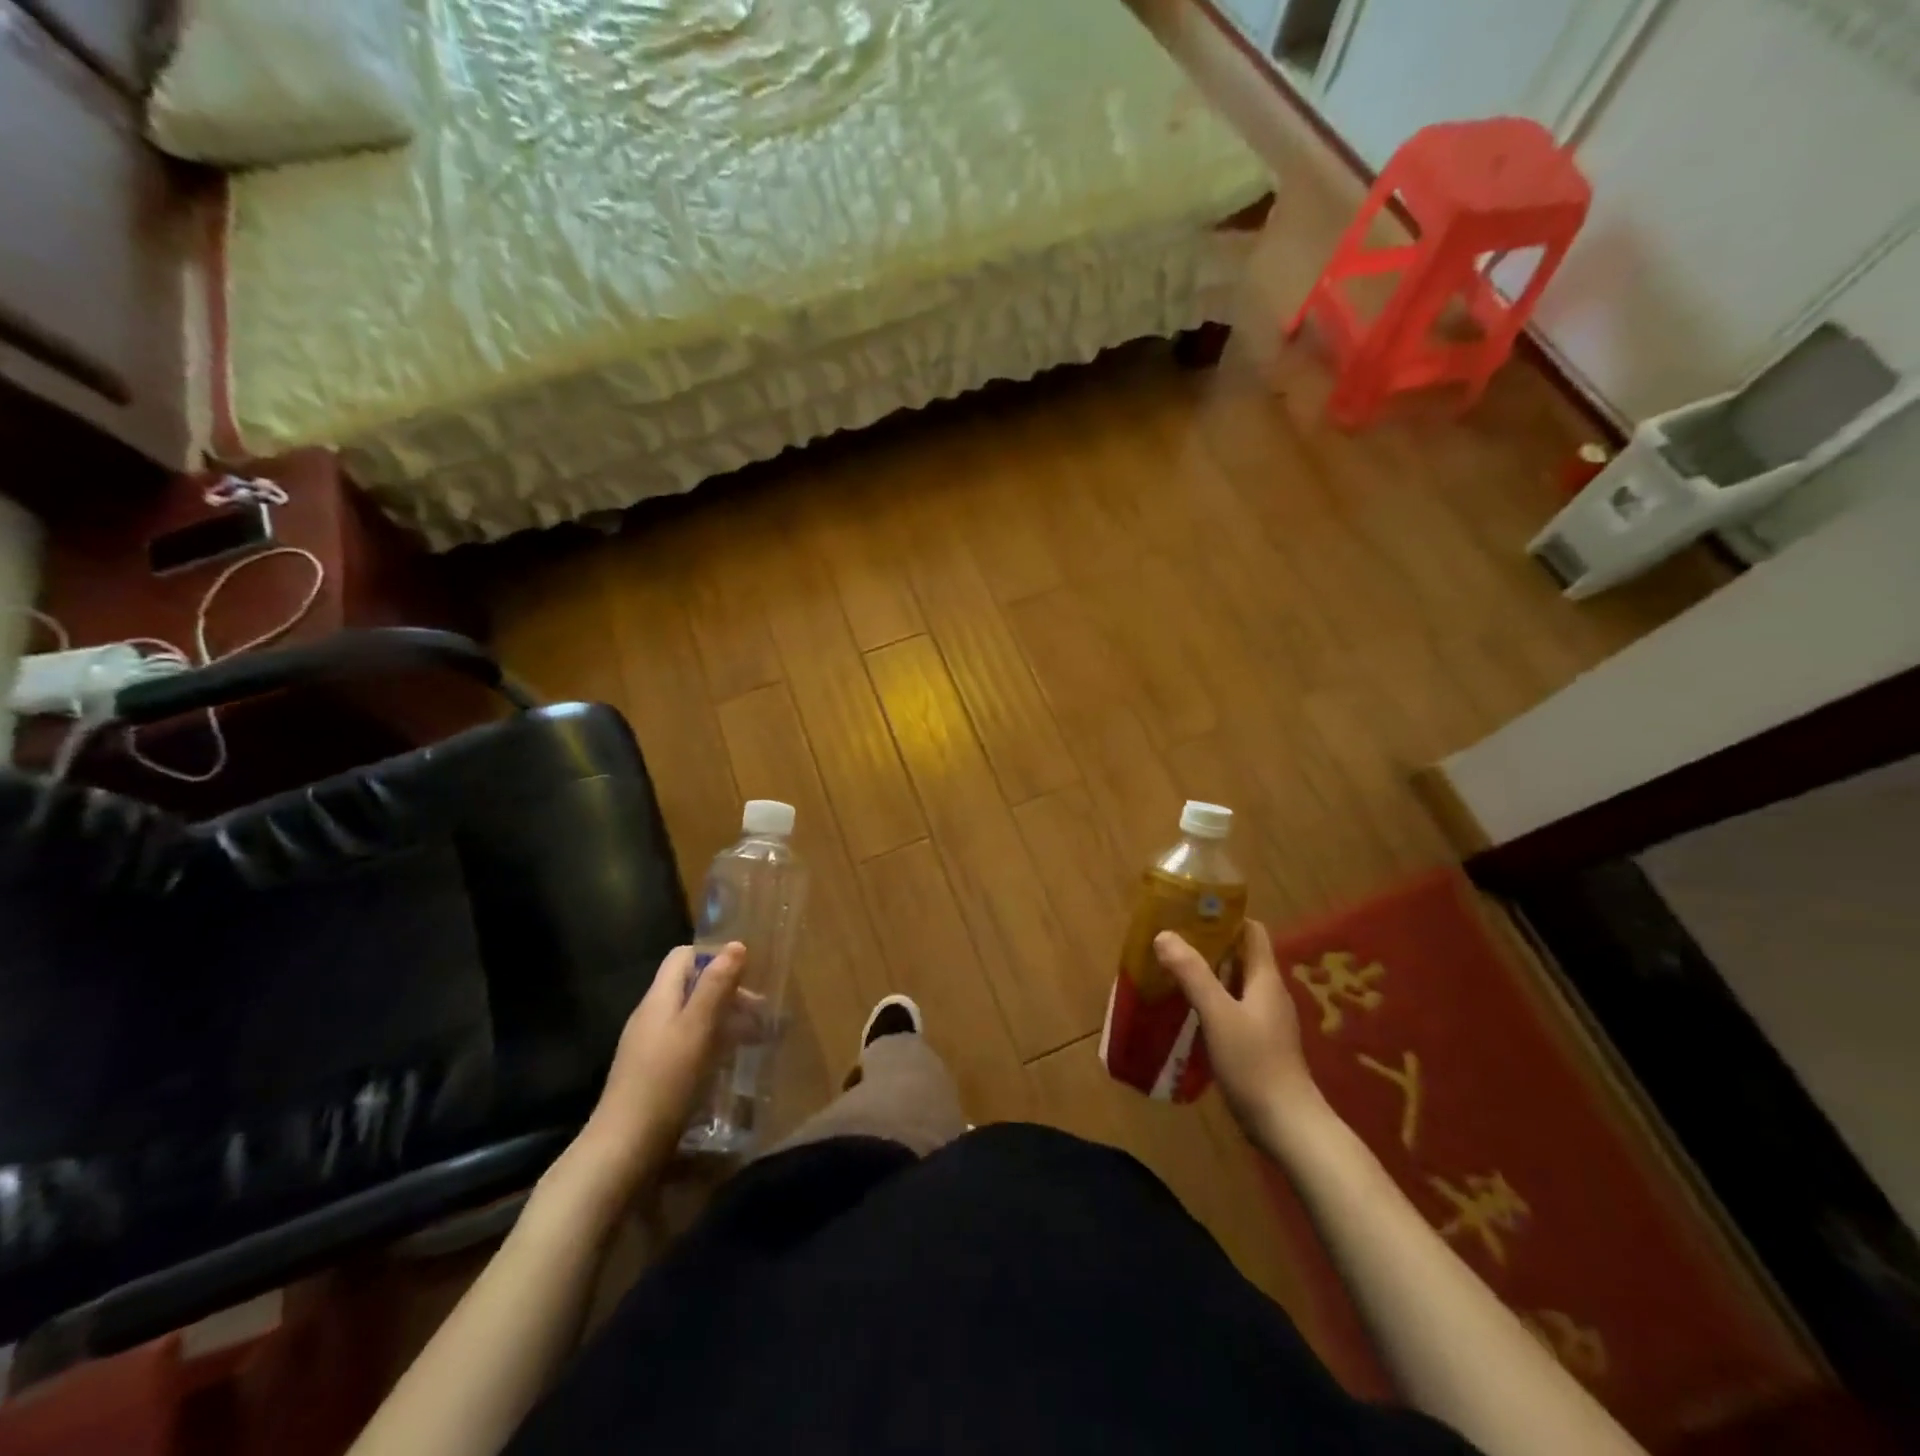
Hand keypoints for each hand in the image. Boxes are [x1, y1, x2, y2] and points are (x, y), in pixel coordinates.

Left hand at [575, 943, 747, 1189]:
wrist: (623, 1148)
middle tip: (761, 1017)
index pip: (684, 956)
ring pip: (692, 1017)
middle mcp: (651, 1015)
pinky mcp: (652, 1073)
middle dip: (728, 994)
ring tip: (753, 1040)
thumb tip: (735, 944)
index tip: (746, 978)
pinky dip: (710, 1045)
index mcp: (659, 997)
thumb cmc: (665, 1081)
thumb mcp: (698, 1028)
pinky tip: (726, 1065)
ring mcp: (648, 1045)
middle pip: (691, 987)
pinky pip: (686, 1043)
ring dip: (724, 1021)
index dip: (714, 958)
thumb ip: (716, 986)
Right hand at [1156, 921, 1326, 1150]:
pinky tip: (1188, 1012)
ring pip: (1235, 984)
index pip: (1252, 932)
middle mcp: (1269, 994)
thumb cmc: (1254, 1063)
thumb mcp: (1217, 1014)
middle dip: (1209, 945)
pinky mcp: (1260, 1044)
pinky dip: (1212, 1001)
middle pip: (1241, 956)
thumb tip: (1164, 935)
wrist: (1287, 1125)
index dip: (1226, 918)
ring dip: (1208, 974)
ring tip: (1172, 972)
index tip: (1192, 913)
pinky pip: (1234, 1009)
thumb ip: (1192, 974)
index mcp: (1265, 979)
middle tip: (1172, 942)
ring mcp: (1267, 1021)